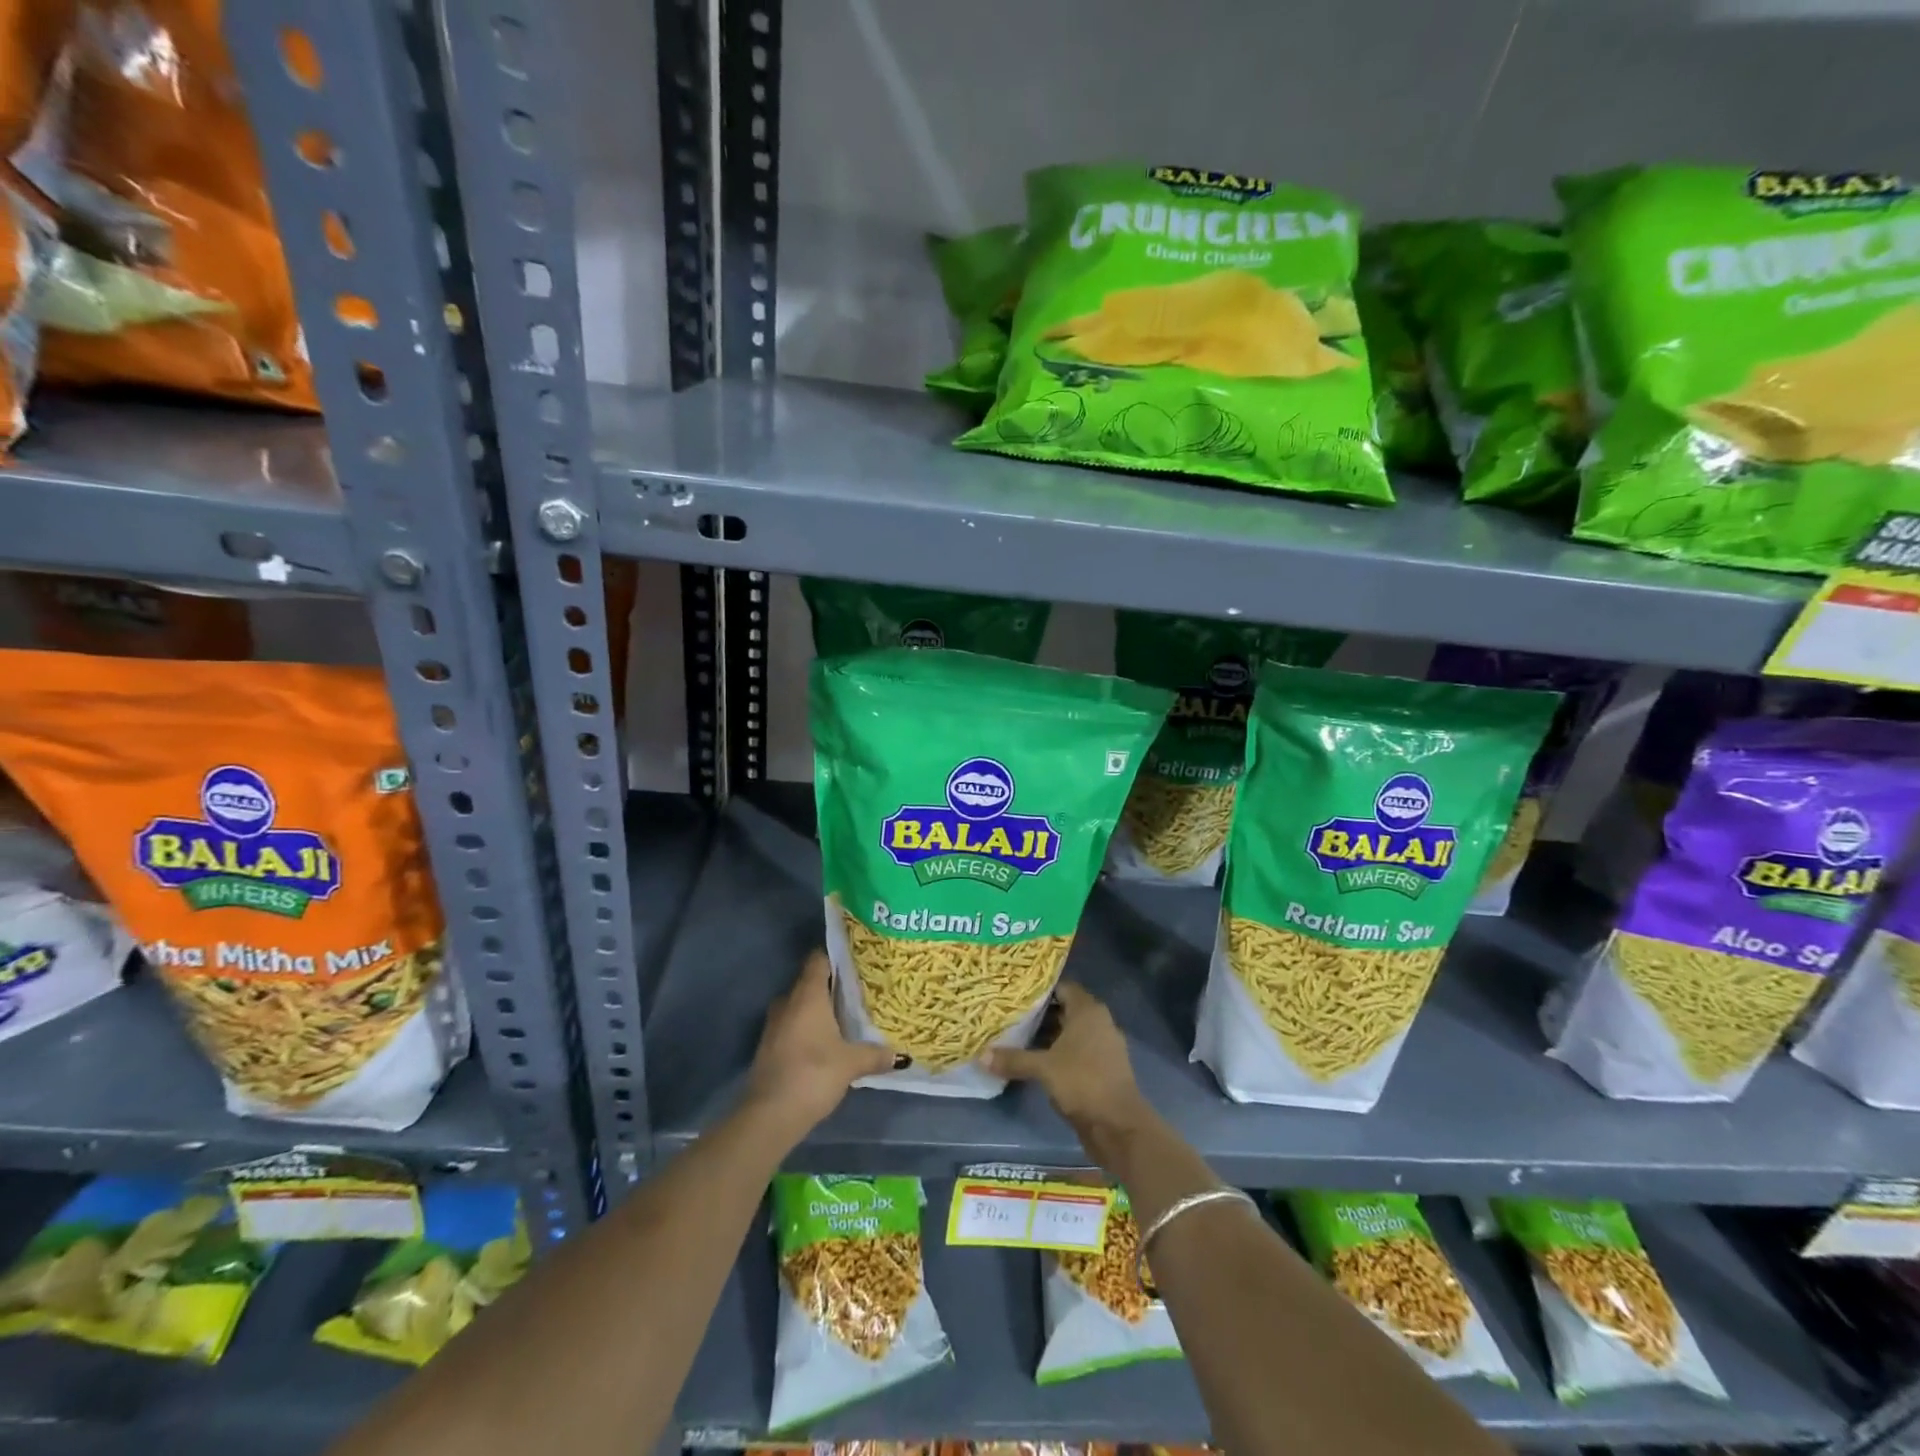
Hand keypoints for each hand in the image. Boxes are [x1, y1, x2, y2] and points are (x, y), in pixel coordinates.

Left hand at [743, 949, 897, 1142]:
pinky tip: (825, 1043)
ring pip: (799, 1005)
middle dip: (831, 986)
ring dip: (818, 1010)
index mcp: (807, 994)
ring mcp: (774, 1024)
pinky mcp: (768, 1046)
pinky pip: (792, 1025)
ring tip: (845, 1018)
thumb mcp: (851, 1064)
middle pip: (810, 982)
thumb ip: (875, 1055)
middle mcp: (787, 1001)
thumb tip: (900, 1056)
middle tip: (858, 992)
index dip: (836, 956)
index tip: (856, 961)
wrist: (769, 1115)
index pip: (819, 959)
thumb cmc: (813, 1074)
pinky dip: (807, 1029)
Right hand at [985, 982, 1151, 1154]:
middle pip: (1065, 1009)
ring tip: (1017, 1036)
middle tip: (1009, 1014)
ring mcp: (1103, 1046)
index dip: (1039, 990)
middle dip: (1039, 1013)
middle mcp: (1098, 1022)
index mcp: (1088, 1010)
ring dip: (1048, 1035)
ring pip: (1070, 1032)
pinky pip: (1076, 1051)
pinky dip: (1058, 1053)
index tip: (1015, 993)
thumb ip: (1014, 1059)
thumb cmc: (1083, 1082)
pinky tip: (1036, 1061)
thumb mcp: (1044, 1069)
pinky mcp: (1102, 1068)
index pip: (1062, 987)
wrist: (1119, 1125)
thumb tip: (981, 1055)